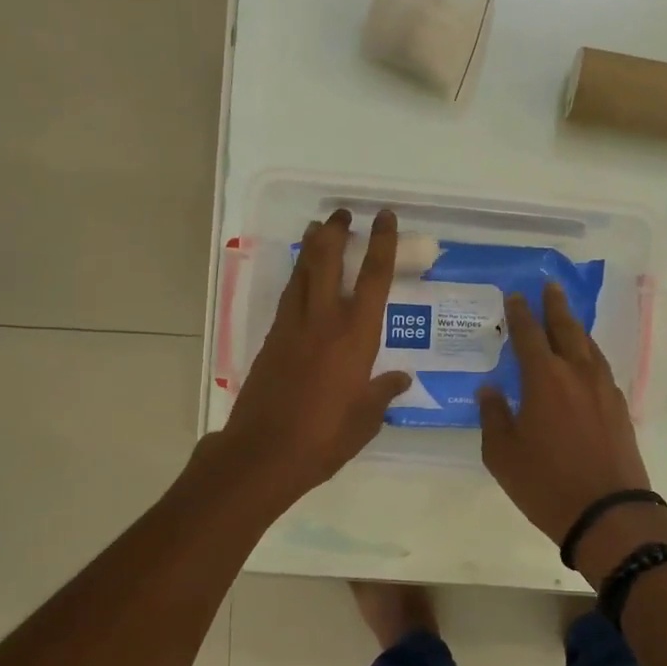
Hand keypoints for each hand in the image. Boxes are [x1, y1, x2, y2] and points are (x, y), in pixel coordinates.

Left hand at [215, 208, 410, 507]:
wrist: (264, 452)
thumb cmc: (325, 437)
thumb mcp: (366, 418)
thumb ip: (383, 392)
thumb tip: (402, 378)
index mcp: (355, 336)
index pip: (372, 278)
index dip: (381, 243)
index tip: (384, 217)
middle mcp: (324, 321)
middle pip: (327, 261)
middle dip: (336, 232)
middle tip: (342, 214)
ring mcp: (293, 327)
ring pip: (302, 273)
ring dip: (312, 248)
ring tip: (319, 229)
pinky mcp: (272, 340)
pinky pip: (288, 297)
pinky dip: (297, 278)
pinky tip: (302, 278)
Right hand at [478, 281, 654, 549]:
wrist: (609, 512)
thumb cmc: (546, 483)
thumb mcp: (502, 454)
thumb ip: (493, 415)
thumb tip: (489, 389)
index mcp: (544, 378)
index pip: (528, 334)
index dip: (520, 313)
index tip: (515, 296)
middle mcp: (577, 373)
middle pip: (566, 328)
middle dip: (555, 306)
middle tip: (550, 286)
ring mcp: (603, 389)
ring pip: (589, 346)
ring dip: (576, 327)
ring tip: (567, 318)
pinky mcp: (620, 407)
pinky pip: (602, 367)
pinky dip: (590, 354)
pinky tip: (586, 361)